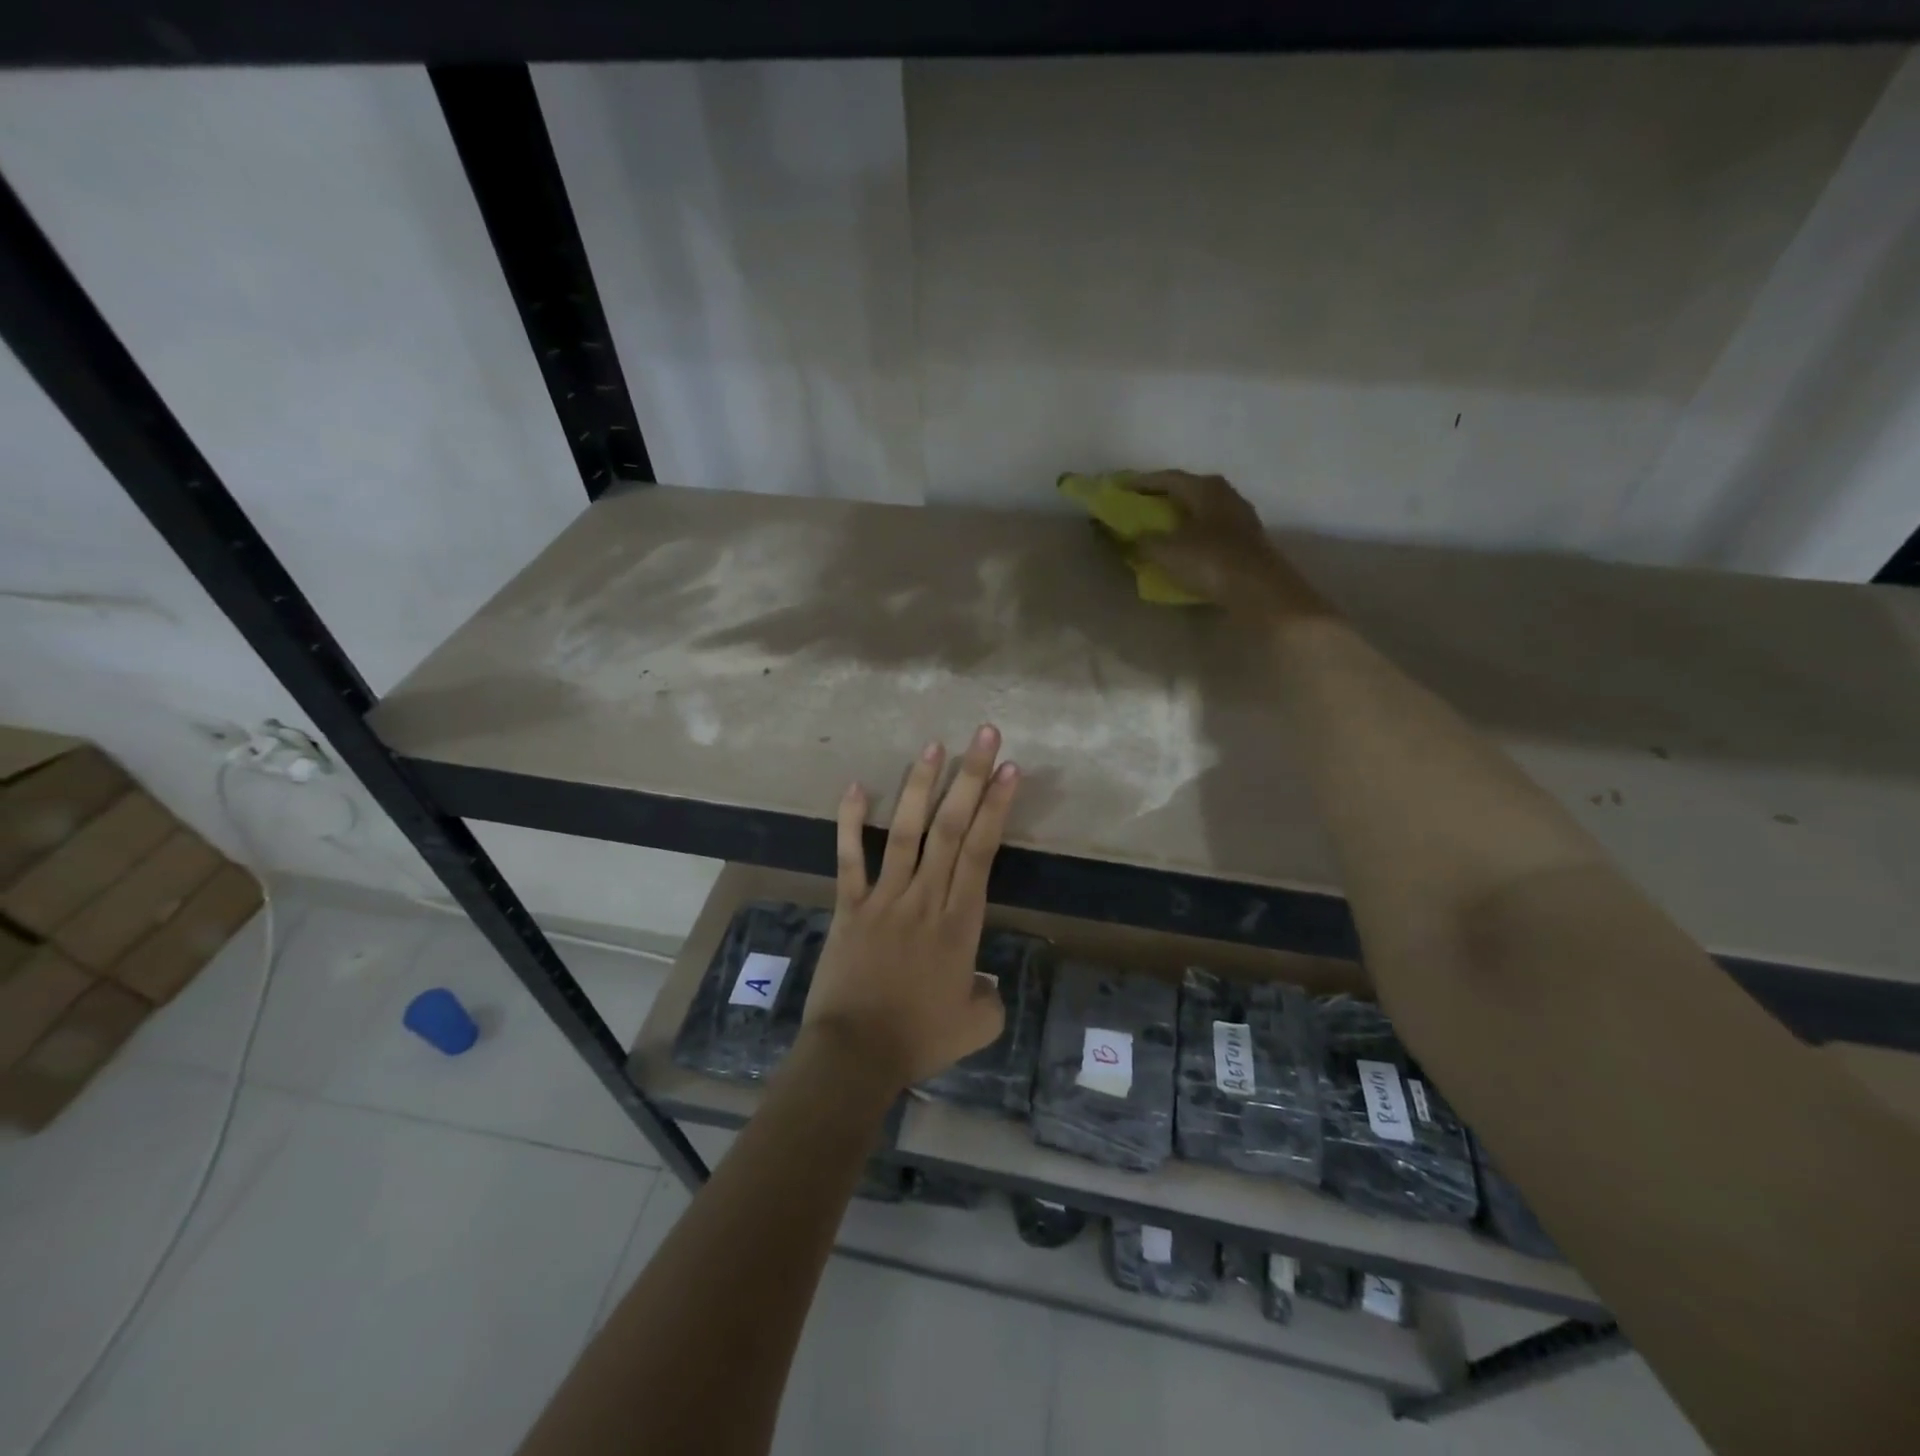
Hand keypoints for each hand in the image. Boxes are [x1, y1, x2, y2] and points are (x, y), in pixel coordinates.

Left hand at [801, 724, 1019, 1091]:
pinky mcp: (850, 907)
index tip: (1010, 770)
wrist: (855, 1055)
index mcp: (960, 922)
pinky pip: (850, 859)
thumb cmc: (919, 1039)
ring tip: (933, 746)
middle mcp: (925, 898)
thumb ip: (989, 997)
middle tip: (984, 736)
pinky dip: (851, 822)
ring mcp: (884, 898)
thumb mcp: (976, 1025)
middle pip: (951, 828)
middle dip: (971, 778)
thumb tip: (983, 982)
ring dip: (920, 787)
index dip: (996, 807)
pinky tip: (856, 786)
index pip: (982, 851)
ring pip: (906, 833)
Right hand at [1132, 470, 1332, 623]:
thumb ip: (1144, 540)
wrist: (1259, 590)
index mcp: (1205, 488)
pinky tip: (1184, 548)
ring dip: (1180, 518)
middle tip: (1140, 508)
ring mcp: (1240, 518)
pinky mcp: (1247, 542)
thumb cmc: (1209, 561)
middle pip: (1188, 491)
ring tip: (1160, 529)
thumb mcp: (1166, 551)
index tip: (1121, 489)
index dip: (1142, 483)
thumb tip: (1134, 537)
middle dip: (1162, 499)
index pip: (1167, 478)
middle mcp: (1225, 495)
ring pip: (1202, 511)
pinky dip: (1194, 535)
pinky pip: (1212, 531)